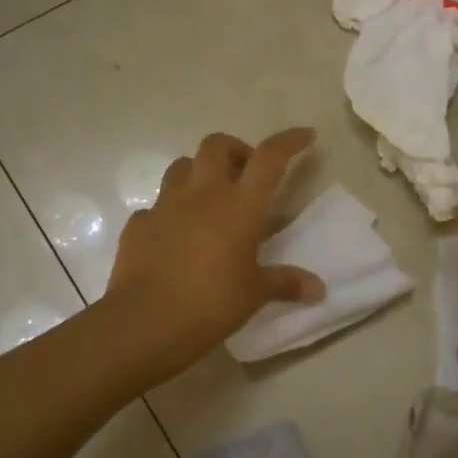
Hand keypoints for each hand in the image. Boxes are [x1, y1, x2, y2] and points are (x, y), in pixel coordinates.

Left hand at [102, 129, 324, 375]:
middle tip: (245, 175)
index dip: (289, 141)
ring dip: (199, 173)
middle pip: (217, 145)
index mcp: (240, 205)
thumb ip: (285, 283)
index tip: (305, 135)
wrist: (146, 321)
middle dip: (235, 149)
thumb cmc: (211, 303)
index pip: (269, 158)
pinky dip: (170, 212)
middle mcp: (203, 194)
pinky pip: (157, 206)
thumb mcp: (254, 294)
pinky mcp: (139, 223)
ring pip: (182, 166)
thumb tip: (318, 290)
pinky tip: (176, 236)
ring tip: (209, 199)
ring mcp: (166, 205)